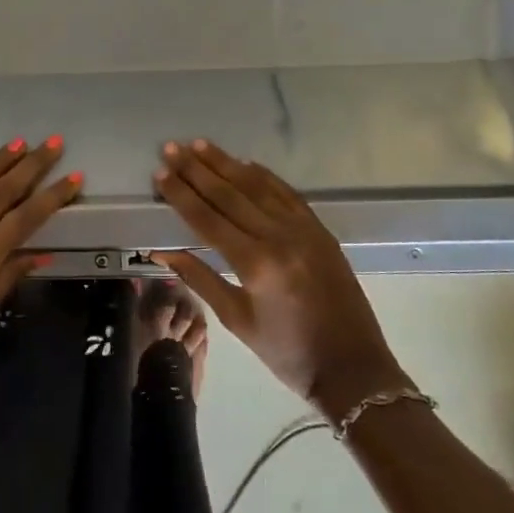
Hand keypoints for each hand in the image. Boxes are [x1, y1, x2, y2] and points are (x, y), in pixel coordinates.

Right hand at [148, 139, 403, 413]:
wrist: (353, 367)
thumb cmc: (286, 351)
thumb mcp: (236, 320)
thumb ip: (199, 278)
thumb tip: (161, 250)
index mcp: (255, 264)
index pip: (208, 219)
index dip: (181, 194)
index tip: (160, 173)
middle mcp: (279, 238)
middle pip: (230, 195)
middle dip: (197, 170)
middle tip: (172, 148)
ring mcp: (304, 230)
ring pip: (258, 187)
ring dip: (227, 164)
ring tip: (200, 145)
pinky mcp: (320, 231)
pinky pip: (287, 194)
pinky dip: (264, 177)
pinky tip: (245, 163)